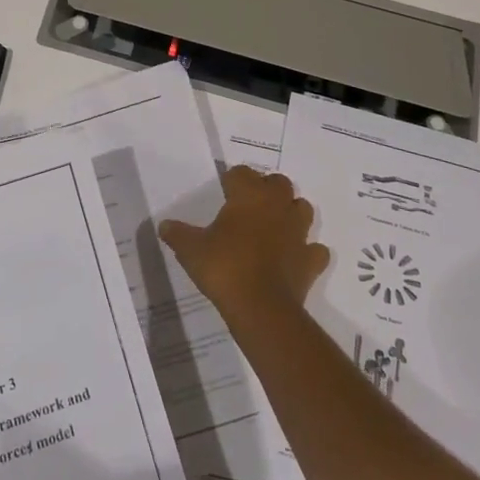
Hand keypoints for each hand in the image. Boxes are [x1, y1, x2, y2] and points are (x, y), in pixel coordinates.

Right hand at [159, 167, 329, 320]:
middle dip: (267, 189)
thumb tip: (163, 225)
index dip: (233, 180)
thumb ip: (178, 234)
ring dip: (291, 212)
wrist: (261, 307)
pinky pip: (315, 249)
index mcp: (248, 195)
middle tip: (250, 205)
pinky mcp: (311, 259)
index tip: (224, 192)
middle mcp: (277, 205)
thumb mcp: (191, 250)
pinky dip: (307, 250)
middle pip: (279, 183)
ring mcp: (298, 232)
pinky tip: (295, 257)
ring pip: (302, 208)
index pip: (242, 172)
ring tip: (275, 225)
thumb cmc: (224, 268)